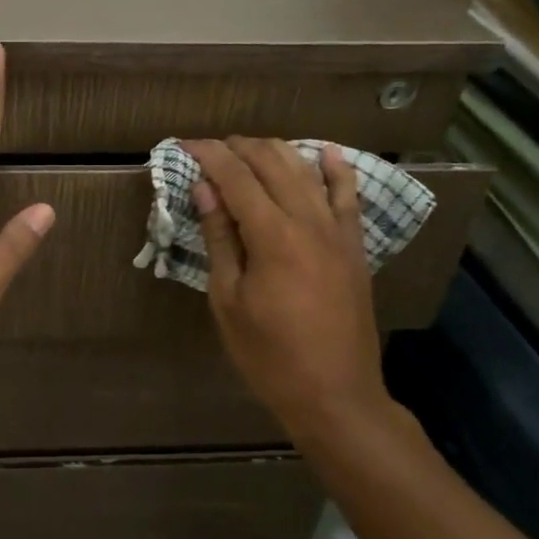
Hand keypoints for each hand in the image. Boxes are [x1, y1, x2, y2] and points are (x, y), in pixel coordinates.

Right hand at [183, 138, 401, 447]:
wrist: (334, 394)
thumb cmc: (268, 354)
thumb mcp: (228, 300)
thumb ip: (220, 238)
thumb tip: (205, 190)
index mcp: (272, 236)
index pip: (235, 176)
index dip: (208, 154)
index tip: (184, 144)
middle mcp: (308, 221)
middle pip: (271, 163)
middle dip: (238, 148)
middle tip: (210, 150)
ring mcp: (337, 232)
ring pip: (306, 171)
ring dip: (275, 151)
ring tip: (247, 148)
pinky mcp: (354, 246)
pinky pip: (348, 196)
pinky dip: (336, 170)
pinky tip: (325, 152)